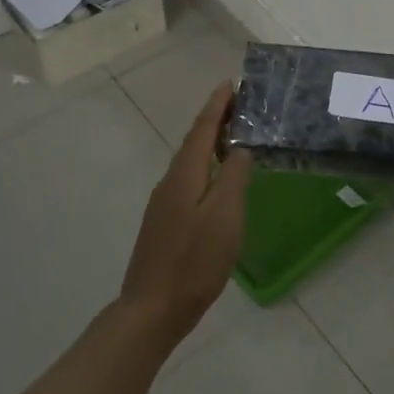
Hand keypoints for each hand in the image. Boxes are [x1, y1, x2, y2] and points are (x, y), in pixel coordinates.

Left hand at [119, 82, 251, 349]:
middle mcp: (170, 182)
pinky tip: (217, 180)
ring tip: (234, 137)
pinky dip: (205, 167)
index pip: (202, 129)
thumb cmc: (194, 261)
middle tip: (240, 106)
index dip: (217, 105)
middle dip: (215, 120)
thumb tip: (240, 148)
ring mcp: (164, 204)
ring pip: (190, 162)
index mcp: (184, 174)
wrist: (152, 309)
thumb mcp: (225, 216)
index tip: (231, 83)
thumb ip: (234, 177)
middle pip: (194, 142)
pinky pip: (188, 180)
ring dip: (210, 143)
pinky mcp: (164, 223)